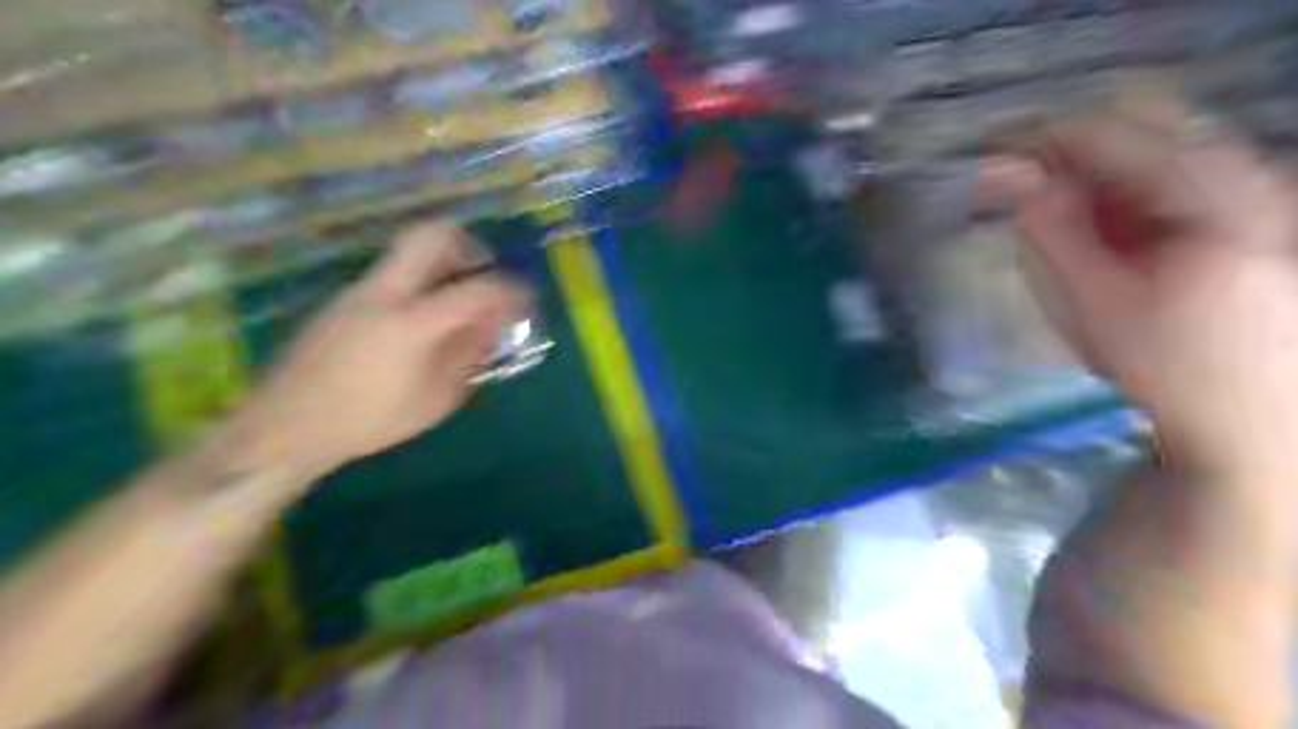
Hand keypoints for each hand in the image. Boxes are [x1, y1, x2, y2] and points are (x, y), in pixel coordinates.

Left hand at [213, 221, 525, 483]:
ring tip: (458, 305)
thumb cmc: (370, 419)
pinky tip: (422, 325)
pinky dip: (421, 284)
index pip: (477, 288)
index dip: (511, 289)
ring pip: (410, 252)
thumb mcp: (436, 398)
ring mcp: (359, 289)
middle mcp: (385, 291)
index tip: (527, 298)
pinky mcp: (344, 299)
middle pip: (433, 235)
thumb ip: (468, 355)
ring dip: (444, 266)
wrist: (286, 425)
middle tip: (485, 275)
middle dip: (470, 247)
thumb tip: (490, 326)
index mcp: (413, 321)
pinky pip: (393, 275)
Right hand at [985, 105, 1297, 482]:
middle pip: (1137, 119)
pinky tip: (1099, 232)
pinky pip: (1169, 171)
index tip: (983, 160)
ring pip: (1153, 143)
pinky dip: (1120, 190)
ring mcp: (1252, 184)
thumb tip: (1004, 174)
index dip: (1034, 139)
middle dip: (1065, 149)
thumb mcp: (1092, 301)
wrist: (1251, 417)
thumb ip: (1049, 229)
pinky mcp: (1248, 204)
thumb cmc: (1166, 367)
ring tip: (1052, 218)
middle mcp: (1243, 170)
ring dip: (1090, 172)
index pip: (1105, 130)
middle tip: (1015, 188)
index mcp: (1210, 192)